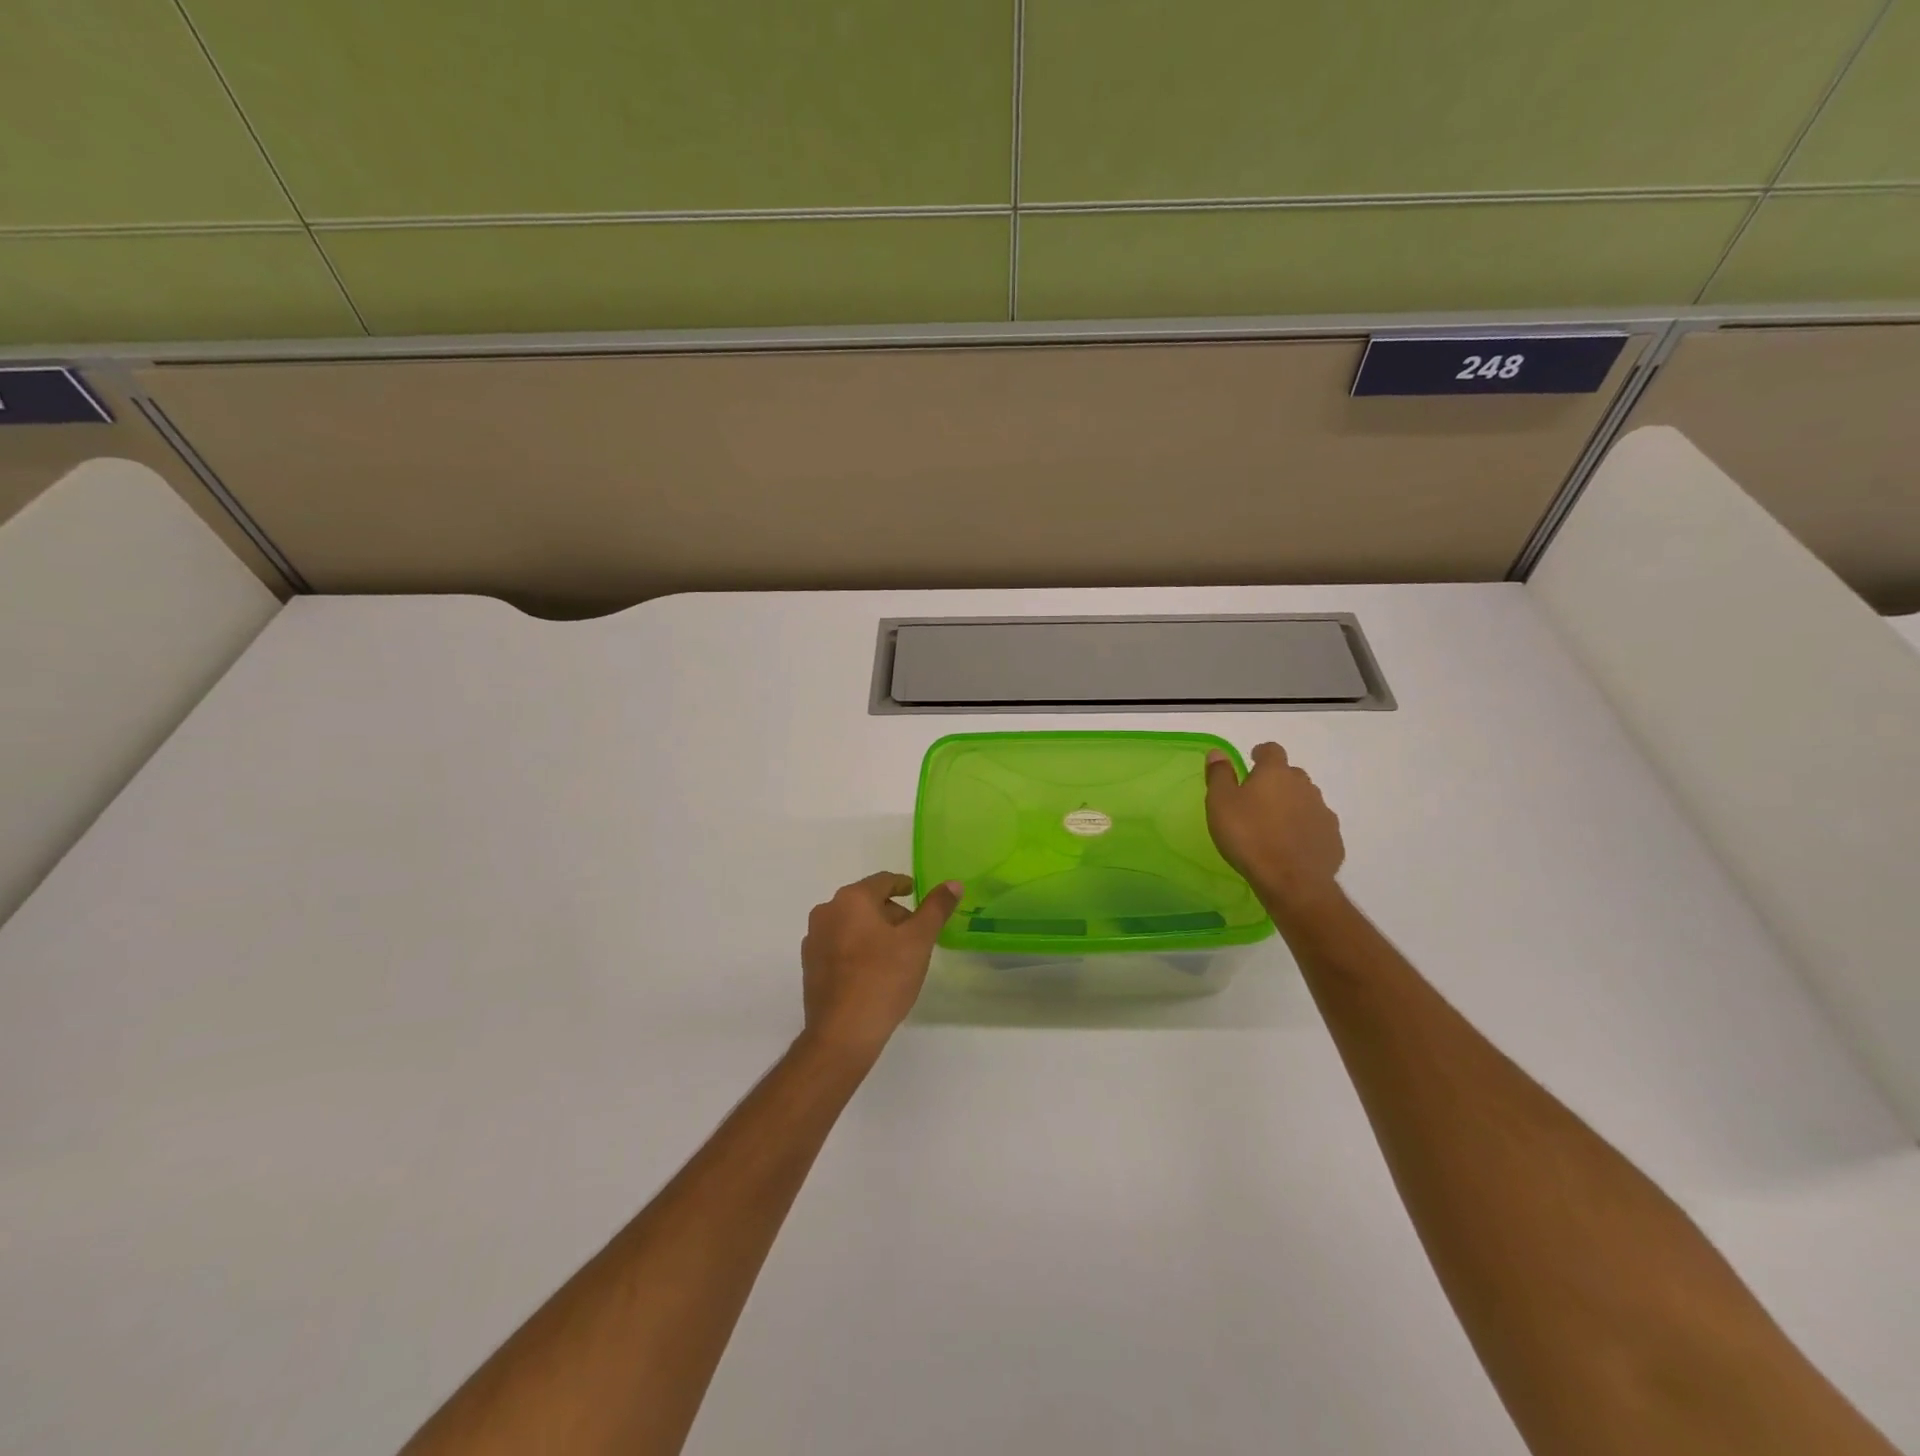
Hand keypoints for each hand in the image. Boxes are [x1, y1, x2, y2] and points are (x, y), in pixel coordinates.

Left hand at [800, 872, 961, 1059]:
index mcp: (852, 899)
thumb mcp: (918, 941)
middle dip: (892, 913)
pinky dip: (858, 949)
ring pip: (852, 924)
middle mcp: (827, 912)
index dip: (903, 886)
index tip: (917, 894)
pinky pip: (839, 946)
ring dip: (874, 932)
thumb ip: (936, 909)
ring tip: (897, 955)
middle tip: (915, 933)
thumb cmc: (883, 979)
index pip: (883, 881)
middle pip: (866, 902)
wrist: (842, 1034)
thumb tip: (953, 884)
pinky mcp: (810, 966)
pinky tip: (874, 972)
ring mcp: (814, 940)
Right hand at [1205, 743, 1345, 917]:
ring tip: (1274, 825)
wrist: (1292, 881)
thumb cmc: (1249, 837)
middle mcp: (1304, 786)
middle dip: (1276, 782)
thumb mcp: (1220, 804)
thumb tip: (1218, 752)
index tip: (1252, 761)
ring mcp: (1323, 812)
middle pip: (1291, 775)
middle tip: (1257, 800)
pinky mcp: (1332, 838)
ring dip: (1292, 805)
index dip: (1261, 753)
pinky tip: (1291, 846)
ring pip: (1306, 800)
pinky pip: (1316, 826)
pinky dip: (1304, 829)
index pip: (1272, 750)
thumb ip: (1219, 775)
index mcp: (1275, 773)